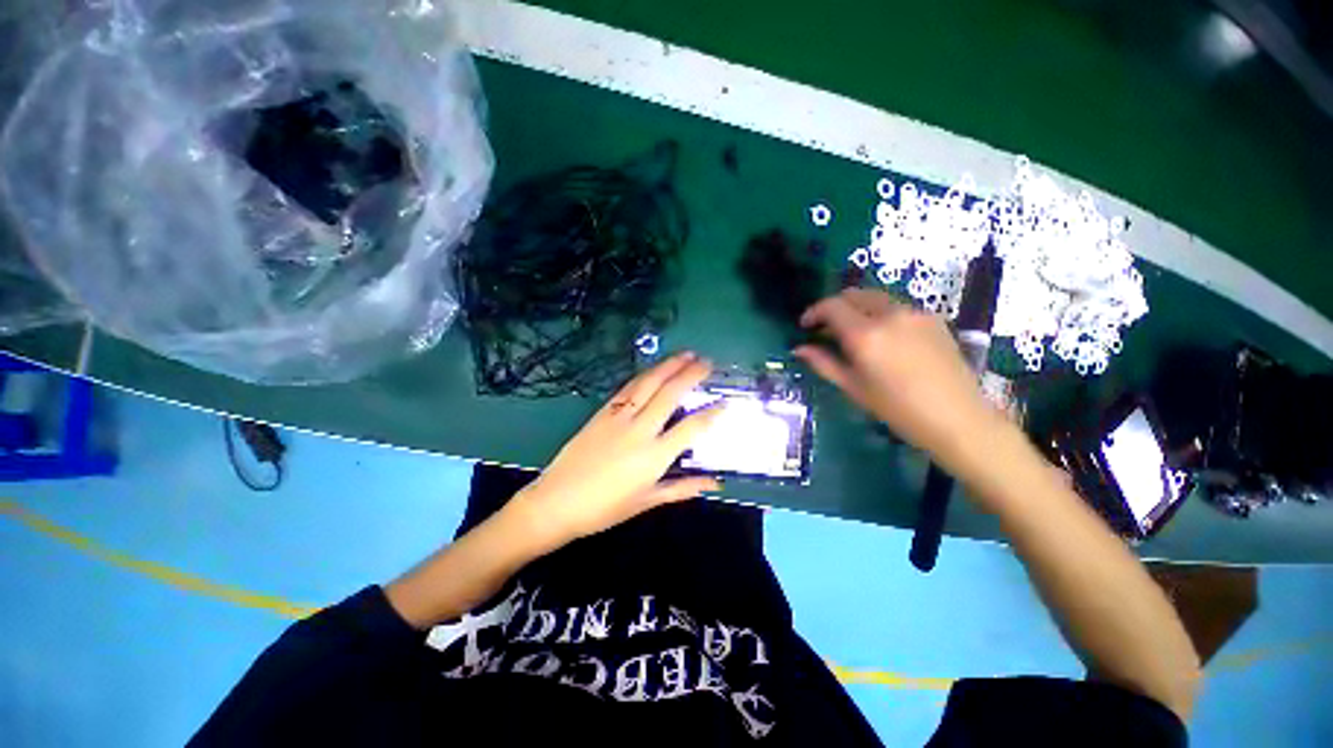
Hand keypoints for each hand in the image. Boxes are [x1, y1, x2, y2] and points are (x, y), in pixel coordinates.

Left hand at [508, 352, 724, 551]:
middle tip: (708, 362)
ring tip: (686, 354)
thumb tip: (714, 483)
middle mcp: (640, 430)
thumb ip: (682, 488)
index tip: (726, 401)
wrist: (556, 501)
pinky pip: (628, 388)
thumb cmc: (605, 508)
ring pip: (649, 384)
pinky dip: (645, 375)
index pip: (692, 428)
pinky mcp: (602, 412)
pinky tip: (654, 369)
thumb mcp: (647, 501)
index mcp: (654, 456)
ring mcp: (619, 417)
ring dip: (669, 366)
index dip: (712, 413)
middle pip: (670, 394)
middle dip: (691, 374)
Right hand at [793, 289, 999, 468]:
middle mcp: (889, 314)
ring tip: (853, 332)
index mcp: (865, 334)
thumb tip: (798, 349)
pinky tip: (882, 337)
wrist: (957, 418)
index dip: (814, 312)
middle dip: (834, 306)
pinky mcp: (932, 317)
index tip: (805, 326)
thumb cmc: (896, 409)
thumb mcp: (853, 387)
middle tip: (826, 328)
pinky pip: (896, 306)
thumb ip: (823, 363)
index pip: (832, 306)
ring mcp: (914, 312)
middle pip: (853, 294)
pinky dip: (880, 313)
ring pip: (876, 297)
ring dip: (857, 308)